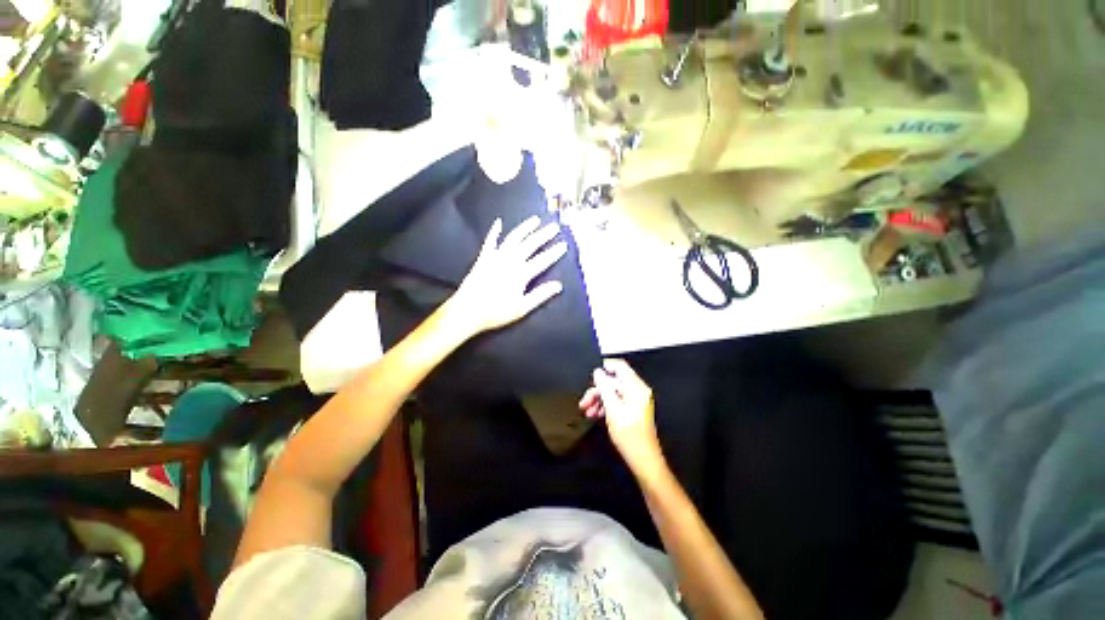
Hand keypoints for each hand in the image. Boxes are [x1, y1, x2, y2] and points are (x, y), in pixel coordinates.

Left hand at [448, 216, 567, 335]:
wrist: (467, 310)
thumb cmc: (496, 312)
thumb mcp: (522, 308)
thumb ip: (540, 295)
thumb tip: (558, 285)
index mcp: (521, 273)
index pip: (542, 260)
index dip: (554, 252)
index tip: (564, 244)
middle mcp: (510, 260)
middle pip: (530, 244)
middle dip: (544, 235)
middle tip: (554, 226)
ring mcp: (495, 257)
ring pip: (513, 238)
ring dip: (525, 228)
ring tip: (535, 220)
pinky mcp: (483, 258)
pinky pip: (490, 241)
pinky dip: (495, 231)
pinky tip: (499, 223)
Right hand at [579, 359, 665, 479]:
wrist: (643, 459)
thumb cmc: (629, 434)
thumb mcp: (612, 409)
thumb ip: (604, 387)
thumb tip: (598, 372)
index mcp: (636, 387)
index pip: (620, 366)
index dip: (604, 367)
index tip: (590, 375)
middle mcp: (637, 390)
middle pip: (614, 381)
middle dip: (597, 390)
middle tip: (584, 402)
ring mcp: (636, 400)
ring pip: (613, 392)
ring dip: (599, 399)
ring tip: (587, 411)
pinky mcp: (633, 409)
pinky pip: (617, 400)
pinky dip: (606, 405)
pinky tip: (596, 415)